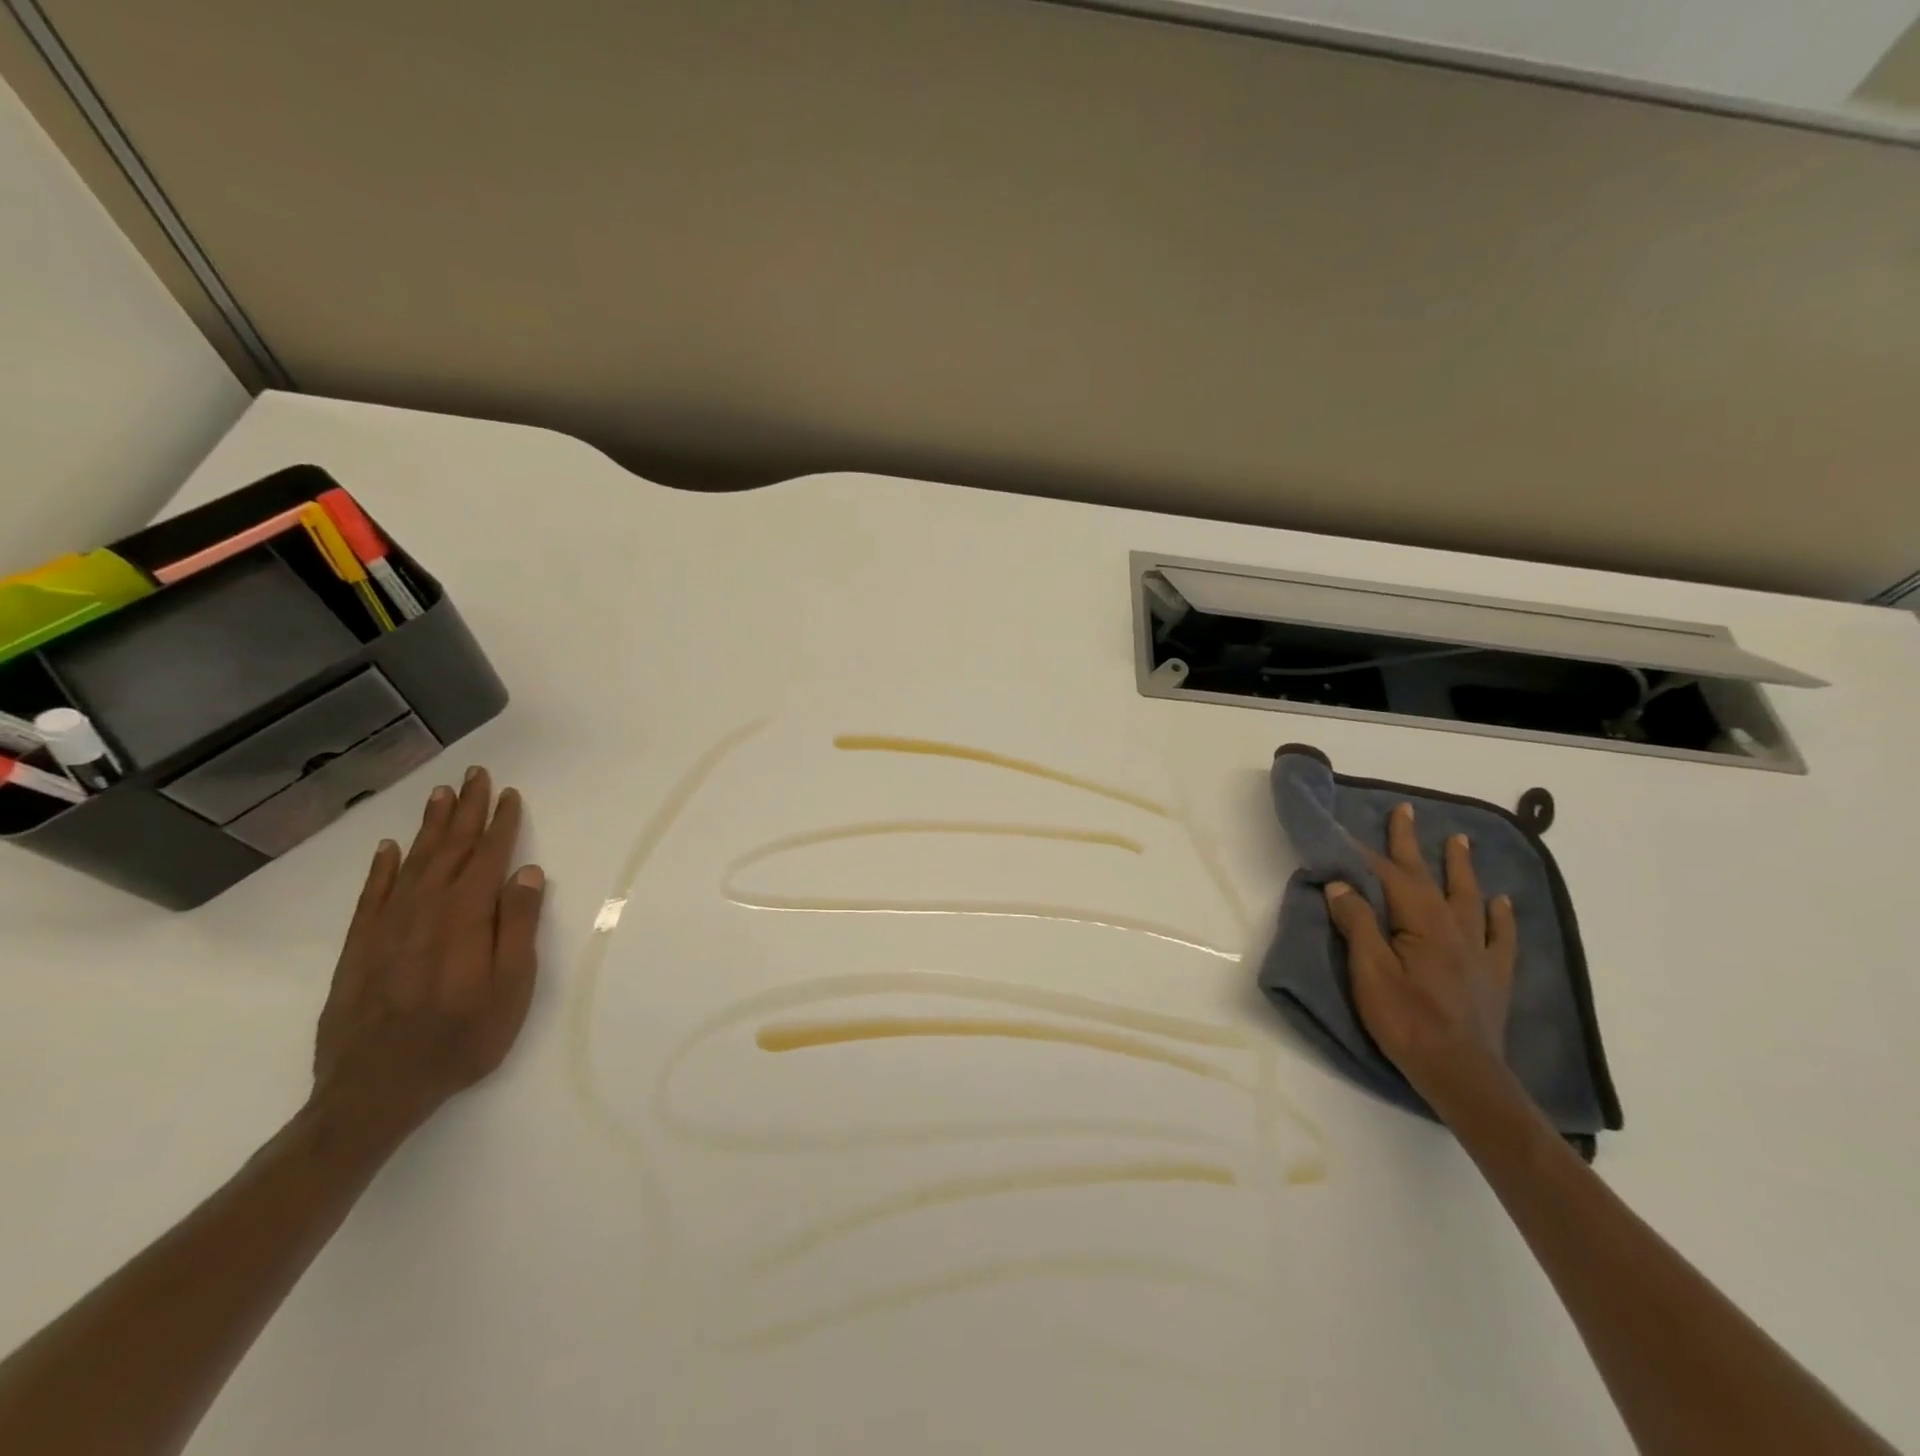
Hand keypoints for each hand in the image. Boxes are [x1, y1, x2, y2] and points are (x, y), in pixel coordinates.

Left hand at [312, 768, 546, 1134]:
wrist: (373, 1092)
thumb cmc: (461, 1040)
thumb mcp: (510, 988)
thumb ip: (518, 926)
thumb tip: (527, 873)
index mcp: (464, 919)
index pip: (487, 858)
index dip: (501, 825)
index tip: (510, 794)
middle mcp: (423, 912)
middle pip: (449, 850)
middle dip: (465, 811)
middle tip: (474, 774)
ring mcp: (386, 929)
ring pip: (412, 864)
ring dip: (429, 827)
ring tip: (441, 795)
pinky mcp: (358, 949)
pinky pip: (371, 896)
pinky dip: (382, 869)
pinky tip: (389, 849)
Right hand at [1322, 801, 1517, 1116]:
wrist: (1461, 1074)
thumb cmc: (1407, 1021)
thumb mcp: (1369, 972)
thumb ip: (1358, 924)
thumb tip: (1341, 884)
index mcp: (1422, 923)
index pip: (1389, 876)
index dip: (1365, 853)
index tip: (1344, 832)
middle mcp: (1454, 927)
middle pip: (1428, 876)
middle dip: (1412, 843)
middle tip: (1407, 811)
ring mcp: (1478, 951)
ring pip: (1468, 897)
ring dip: (1460, 867)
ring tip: (1459, 841)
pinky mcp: (1492, 976)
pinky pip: (1500, 936)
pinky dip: (1500, 916)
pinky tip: (1501, 903)